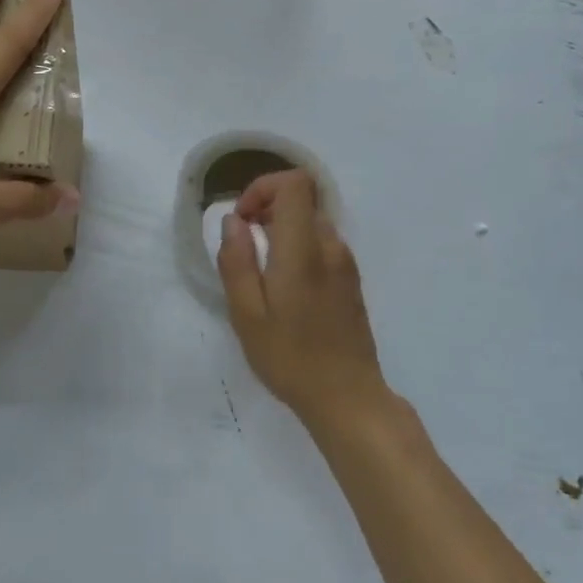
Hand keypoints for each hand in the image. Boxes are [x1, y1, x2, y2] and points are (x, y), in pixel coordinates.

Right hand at [217, 169, 391, 428]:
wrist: (348, 398)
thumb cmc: (291, 359)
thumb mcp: (247, 315)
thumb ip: (237, 261)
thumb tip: (233, 221)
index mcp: (303, 251)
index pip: (295, 184)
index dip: (263, 188)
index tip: (242, 220)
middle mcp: (330, 247)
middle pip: (302, 199)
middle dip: (267, 209)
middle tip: (244, 247)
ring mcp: (345, 262)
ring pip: (311, 221)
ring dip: (282, 230)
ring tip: (261, 272)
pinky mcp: (350, 279)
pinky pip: (321, 243)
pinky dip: (297, 247)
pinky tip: (284, 288)